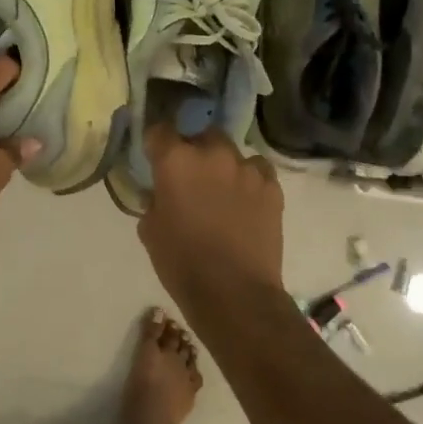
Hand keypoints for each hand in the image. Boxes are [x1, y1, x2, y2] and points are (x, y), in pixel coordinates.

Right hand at [138, 122, 284, 308]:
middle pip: (202, 135)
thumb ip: (155, 200)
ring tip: (222, 190)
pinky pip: (258, 172)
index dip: (156, 143)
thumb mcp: (150, 230)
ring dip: (224, 166)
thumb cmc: (181, 262)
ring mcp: (246, 169)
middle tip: (191, 175)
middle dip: (195, 150)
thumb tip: (162, 193)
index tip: (155, 156)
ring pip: (232, 153)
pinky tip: (245, 201)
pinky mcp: (272, 188)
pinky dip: (249, 180)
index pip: (160, 131)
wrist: (233, 292)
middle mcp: (212, 155)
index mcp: (175, 161)